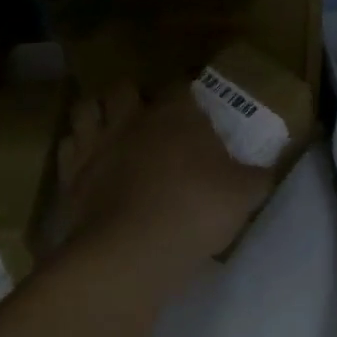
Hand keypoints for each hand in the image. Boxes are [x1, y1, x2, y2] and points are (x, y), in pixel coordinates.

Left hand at [56, 83, 273, 277]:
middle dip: (133, 96)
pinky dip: (76, 150)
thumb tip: (270, 169)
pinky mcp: (69, 176)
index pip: (179, 84)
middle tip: (147, 116)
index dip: (186, 90)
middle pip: (124, 88)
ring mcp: (95, 145)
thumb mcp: (245, 195)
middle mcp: (131, 119)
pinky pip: (67, 148)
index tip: (194, 104)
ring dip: (97, 114)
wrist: (131, 252)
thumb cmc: (195, 210)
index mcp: (176, 114)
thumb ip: (258, 177)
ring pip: (86, 109)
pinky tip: (89, 164)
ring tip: (110, 129)